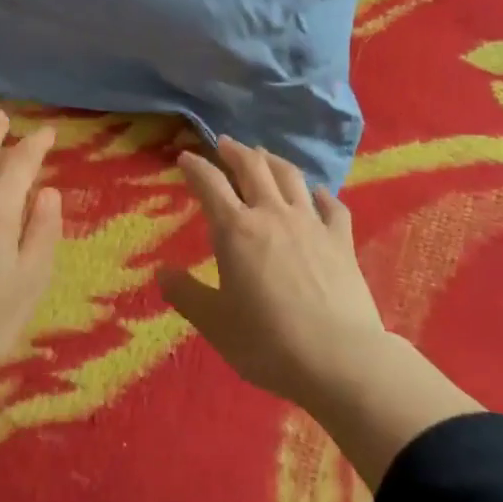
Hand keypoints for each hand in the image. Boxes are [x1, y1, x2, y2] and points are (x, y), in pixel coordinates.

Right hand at [159, 136, 385, 409]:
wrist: (338, 357)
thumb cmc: (267, 342)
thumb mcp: (214, 323)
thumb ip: (185, 294)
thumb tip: (161, 272)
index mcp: (236, 230)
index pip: (210, 184)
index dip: (195, 167)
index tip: (185, 157)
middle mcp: (272, 215)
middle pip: (253, 168)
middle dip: (235, 151)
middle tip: (225, 143)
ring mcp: (311, 223)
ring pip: (290, 177)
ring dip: (273, 160)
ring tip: (263, 155)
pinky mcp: (342, 240)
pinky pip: (331, 205)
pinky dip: (319, 193)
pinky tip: (316, 193)